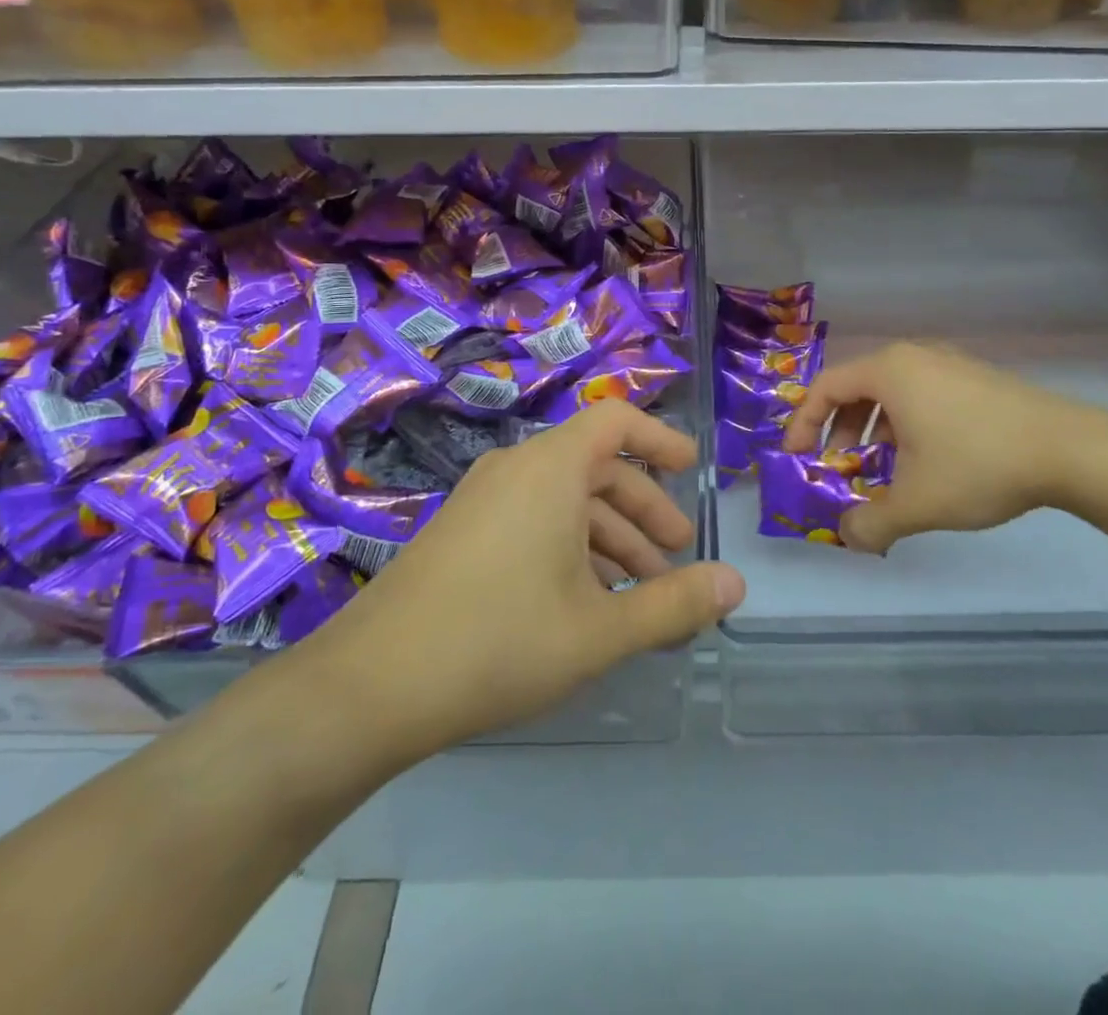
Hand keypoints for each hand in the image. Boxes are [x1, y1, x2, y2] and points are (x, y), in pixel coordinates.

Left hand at [321, 400, 744, 762]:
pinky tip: (585, 605)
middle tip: (675, 559)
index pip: (617, 420)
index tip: (692, 470)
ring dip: (610, 540)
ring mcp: (483, 501)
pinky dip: (571, 549)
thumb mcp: (600, 628)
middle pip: (597, 468)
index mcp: (551, 468)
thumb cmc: (499, 641)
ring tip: (640, 597)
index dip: (660, 438)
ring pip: (565, 502)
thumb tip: (737, 584)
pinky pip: (533, 521)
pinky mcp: (462, 534)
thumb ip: (674, 604)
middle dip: (644, 511)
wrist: (369, 686)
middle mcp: (516, 470)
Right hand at [780, 341, 1107, 555]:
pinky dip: (905, 423)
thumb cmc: (979, 464)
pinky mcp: (975, 378)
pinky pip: (921, 393)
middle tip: (837, 466)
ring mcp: (949, 363)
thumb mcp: (918, 502)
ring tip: (880, 468)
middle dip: (839, 430)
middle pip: (856, 387)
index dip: (803, 423)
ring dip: (873, 429)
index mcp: (889, 371)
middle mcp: (914, 356)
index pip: (825, 387)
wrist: (1071, 450)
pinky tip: (923, 459)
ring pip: (891, 392)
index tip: (796, 457)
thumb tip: (847, 536)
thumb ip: (871, 523)